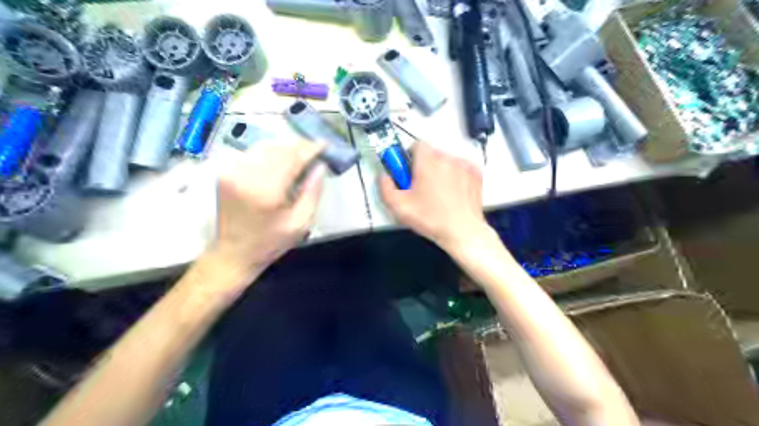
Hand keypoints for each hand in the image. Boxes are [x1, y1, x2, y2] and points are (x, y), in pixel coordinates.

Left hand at [210, 141, 325, 271]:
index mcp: (266, 190)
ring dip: (284, 147)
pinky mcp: (226, 172)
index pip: (292, 157)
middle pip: (278, 148)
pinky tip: (280, 160)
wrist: (233, 254)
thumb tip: (321, 166)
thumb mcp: (301, 223)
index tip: (324, 145)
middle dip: (299, 146)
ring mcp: (232, 172)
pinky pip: (252, 153)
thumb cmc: (270, 242)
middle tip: (315, 150)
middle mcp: (246, 175)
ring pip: (264, 147)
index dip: (310, 149)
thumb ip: (312, 192)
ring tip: (300, 154)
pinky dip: (269, 152)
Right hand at [380, 141, 491, 252]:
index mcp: (427, 162)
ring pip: (446, 161)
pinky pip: (460, 168)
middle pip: (430, 154)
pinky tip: (451, 193)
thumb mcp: (399, 207)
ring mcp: (463, 165)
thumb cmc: (433, 219)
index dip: (409, 156)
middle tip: (420, 186)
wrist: (463, 231)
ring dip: (440, 171)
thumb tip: (384, 177)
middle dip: (423, 166)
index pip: (416, 144)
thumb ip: (385, 187)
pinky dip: (455, 176)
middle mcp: (447, 159)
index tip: (407, 170)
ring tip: (437, 193)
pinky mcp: (475, 174)